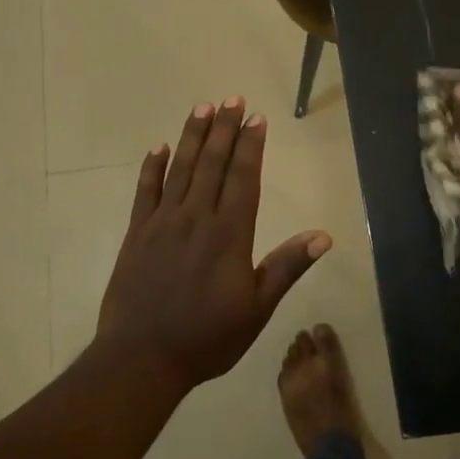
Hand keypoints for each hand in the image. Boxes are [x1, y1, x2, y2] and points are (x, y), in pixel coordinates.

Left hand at [95, 96, 332, 391]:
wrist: (141, 359)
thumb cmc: (207, 338)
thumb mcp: (257, 309)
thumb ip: (286, 267)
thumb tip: (323, 236)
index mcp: (229, 234)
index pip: (244, 178)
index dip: (251, 145)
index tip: (256, 117)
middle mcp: (196, 218)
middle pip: (213, 164)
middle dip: (224, 129)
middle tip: (232, 98)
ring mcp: (162, 223)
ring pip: (181, 169)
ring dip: (193, 136)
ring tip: (202, 108)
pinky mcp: (136, 234)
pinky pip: (145, 192)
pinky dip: (152, 168)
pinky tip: (159, 148)